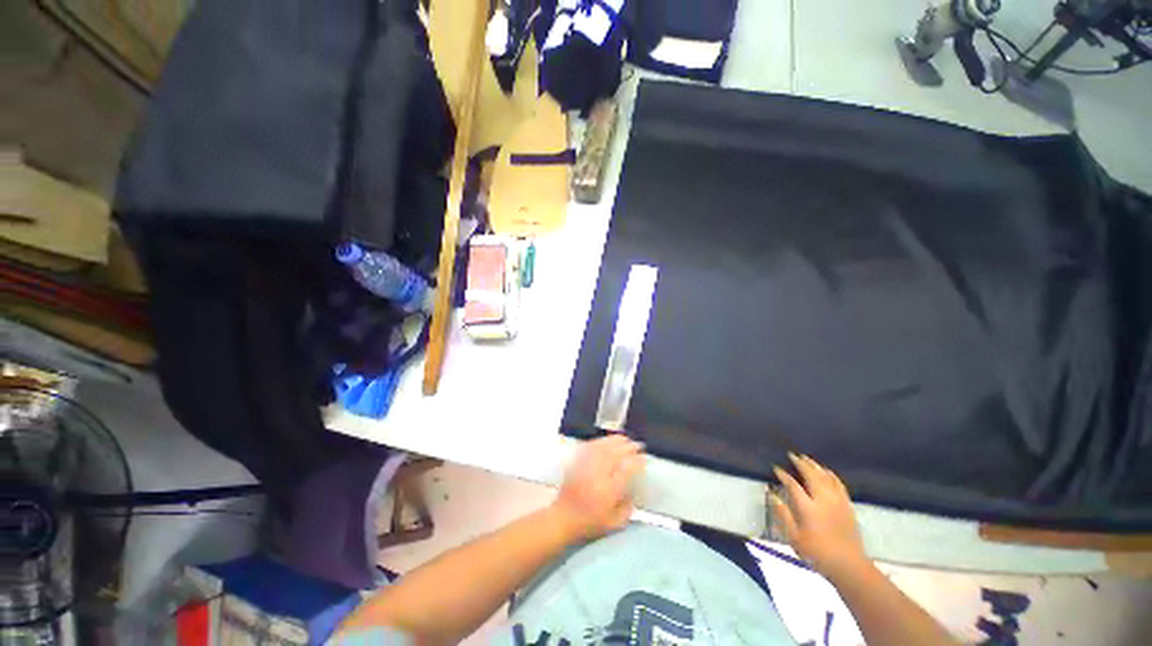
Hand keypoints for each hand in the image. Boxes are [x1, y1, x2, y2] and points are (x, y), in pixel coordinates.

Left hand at [551, 435, 644, 540]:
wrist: (563, 517)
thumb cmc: (590, 523)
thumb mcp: (614, 523)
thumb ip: (628, 508)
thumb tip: (633, 492)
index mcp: (609, 490)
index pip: (627, 468)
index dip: (637, 461)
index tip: (644, 458)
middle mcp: (598, 474)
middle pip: (615, 453)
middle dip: (628, 447)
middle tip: (637, 446)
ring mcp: (587, 465)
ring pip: (603, 446)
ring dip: (616, 441)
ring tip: (625, 439)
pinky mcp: (577, 461)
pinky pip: (591, 446)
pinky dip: (601, 441)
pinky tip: (607, 440)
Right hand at [771, 453, 867, 581]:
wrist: (849, 566)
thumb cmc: (817, 553)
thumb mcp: (794, 538)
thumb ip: (783, 515)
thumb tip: (772, 495)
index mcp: (808, 508)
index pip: (793, 485)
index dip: (783, 475)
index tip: (776, 468)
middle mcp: (823, 500)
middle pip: (811, 475)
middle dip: (800, 463)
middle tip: (792, 455)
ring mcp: (837, 502)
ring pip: (826, 477)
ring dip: (815, 465)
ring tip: (806, 458)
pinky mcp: (847, 505)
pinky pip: (839, 484)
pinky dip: (831, 474)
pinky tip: (827, 471)